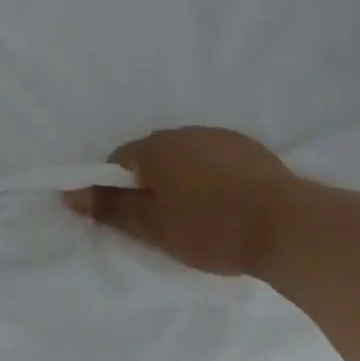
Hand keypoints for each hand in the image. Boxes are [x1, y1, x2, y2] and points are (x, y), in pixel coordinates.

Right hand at [65, 126, 322, 277]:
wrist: (289, 226)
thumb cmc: (212, 228)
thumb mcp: (154, 227)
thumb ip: (111, 208)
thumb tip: (70, 193)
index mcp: (155, 148)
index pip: (118, 160)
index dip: (116, 188)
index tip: (129, 216)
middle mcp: (184, 132)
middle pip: (152, 156)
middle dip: (150, 183)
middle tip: (162, 221)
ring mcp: (219, 137)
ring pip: (185, 156)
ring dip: (181, 178)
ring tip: (197, 215)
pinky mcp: (249, 148)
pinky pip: (214, 159)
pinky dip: (210, 177)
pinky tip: (225, 204)